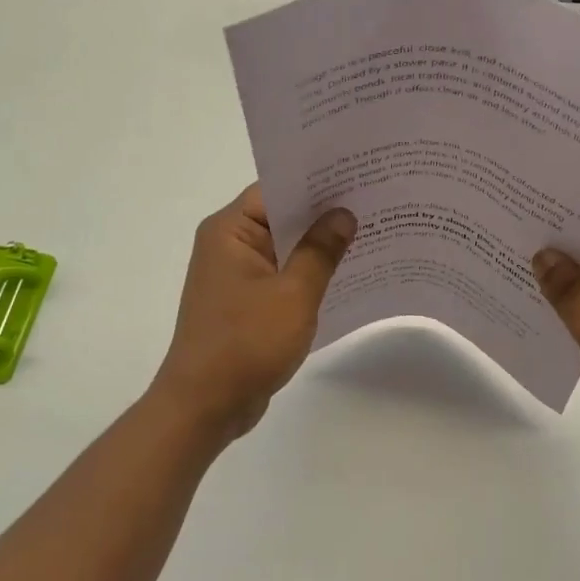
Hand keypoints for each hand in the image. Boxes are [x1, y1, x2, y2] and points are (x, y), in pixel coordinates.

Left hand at [150, 184, 356, 443]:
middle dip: (324, 212)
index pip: (276, 188)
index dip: (316, 181)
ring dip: (319, 245)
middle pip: (281, 215)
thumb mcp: (293, 294)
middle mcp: (228, 245)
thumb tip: (344, 214)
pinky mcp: (245, 301)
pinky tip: (347, 273)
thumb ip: (320, 251)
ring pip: (285, 246)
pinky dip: (308, 272)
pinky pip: (282, 274)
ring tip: (371, 231)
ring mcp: (236, 275)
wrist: (205, 406)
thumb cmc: (246, 343)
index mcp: (230, 231)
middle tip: (375, 200)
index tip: (357, 174)